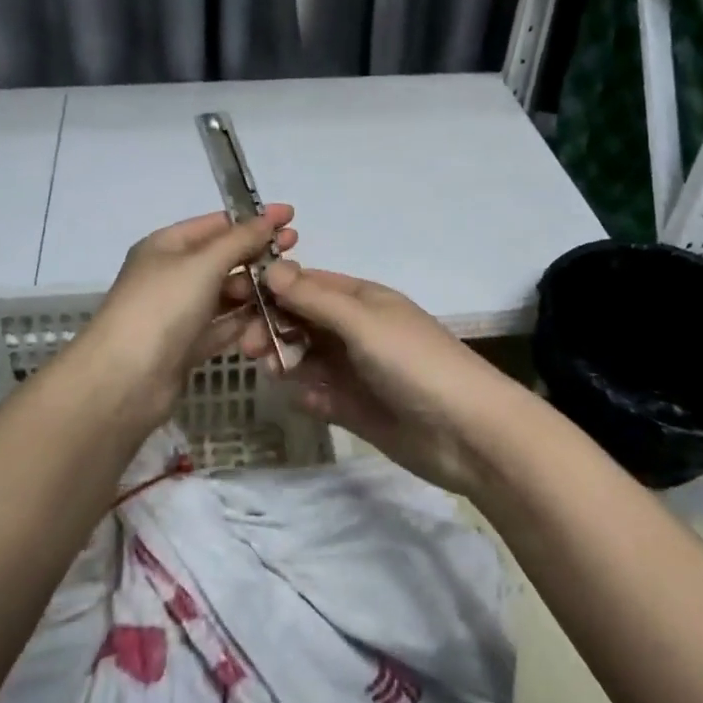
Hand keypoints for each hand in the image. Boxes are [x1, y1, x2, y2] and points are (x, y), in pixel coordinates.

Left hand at [67, 207, 298, 429]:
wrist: (125, 380)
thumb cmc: (162, 307)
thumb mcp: (203, 264)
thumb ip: (240, 240)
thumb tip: (269, 218)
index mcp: (166, 245)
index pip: (216, 223)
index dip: (253, 219)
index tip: (291, 217)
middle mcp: (171, 274)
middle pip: (222, 258)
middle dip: (257, 255)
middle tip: (296, 254)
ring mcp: (178, 312)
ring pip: (225, 294)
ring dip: (254, 290)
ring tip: (288, 290)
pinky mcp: (186, 346)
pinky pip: (222, 326)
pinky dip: (245, 322)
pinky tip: (273, 319)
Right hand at [239, 261, 520, 496]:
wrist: (468, 434)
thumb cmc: (414, 363)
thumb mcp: (362, 322)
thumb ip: (314, 298)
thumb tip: (271, 268)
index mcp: (362, 300)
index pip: (307, 284)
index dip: (272, 288)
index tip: (234, 298)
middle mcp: (355, 330)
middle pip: (301, 320)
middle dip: (273, 326)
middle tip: (249, 346)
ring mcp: (355, 370)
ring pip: (306, 357)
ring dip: (286, 359)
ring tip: (272, 370)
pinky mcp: (356, 408)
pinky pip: (319, 394)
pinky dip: (308, 395)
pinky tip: (305, 400)